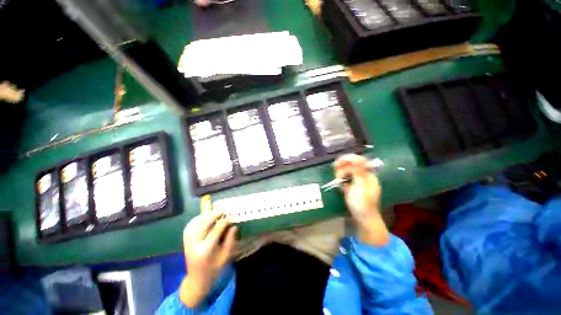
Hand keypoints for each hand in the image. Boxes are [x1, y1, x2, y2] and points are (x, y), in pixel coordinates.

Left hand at [179, 212, 236, 306]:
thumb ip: (230, 241)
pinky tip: (203, 218)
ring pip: (195, 225)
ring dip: (205, 217)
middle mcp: (195, 245)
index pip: (216, 231)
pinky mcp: (185, 243)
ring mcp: (188, 243)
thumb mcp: (225, 257)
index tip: (230, 216)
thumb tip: (234, 226)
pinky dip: (196, 221)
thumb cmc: (214, 270)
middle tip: (222, 211)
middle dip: (214, 216)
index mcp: (206, 250)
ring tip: (214, 213)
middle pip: (204, 225)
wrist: (196, 280)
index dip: (224, 222)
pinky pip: (189, 228)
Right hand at [334, 154, 388, 245]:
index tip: (337, 161)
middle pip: (352, 165)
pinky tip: (340, 186)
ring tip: (339, 182)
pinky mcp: (353, 186)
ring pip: (347, 172)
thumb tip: (358, 158)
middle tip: (337, 175)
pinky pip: (346, 179)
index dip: (348, 159)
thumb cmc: (362, 204)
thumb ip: (358, 172)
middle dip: (343, 168)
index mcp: (368, 175)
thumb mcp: (360, 187)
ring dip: (341, 175)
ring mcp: (358, 181)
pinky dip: (342, 181)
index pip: (359, 160)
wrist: (363, 219)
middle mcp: (364, 176)